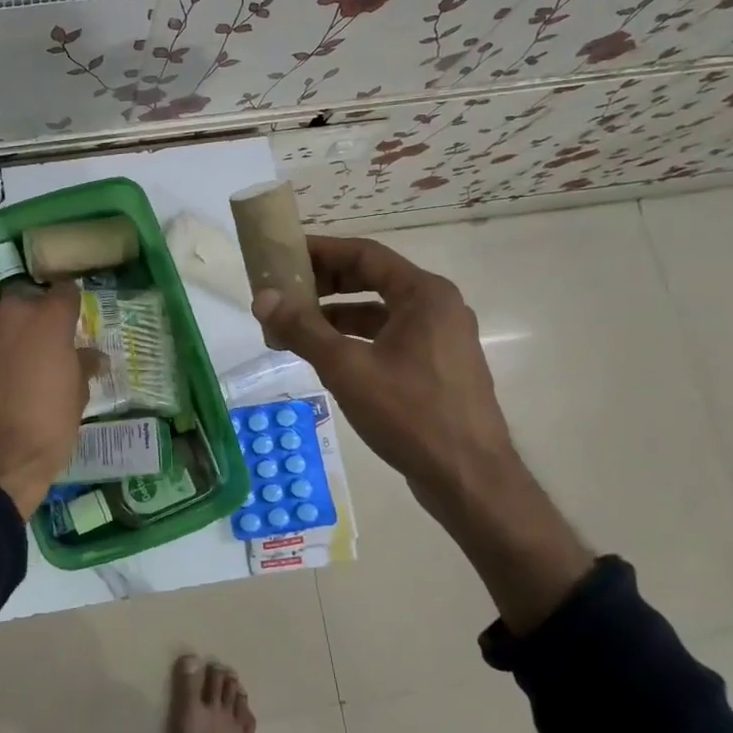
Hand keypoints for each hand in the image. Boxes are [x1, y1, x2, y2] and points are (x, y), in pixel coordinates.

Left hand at [0, 281, 97, 517]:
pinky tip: (10, 380)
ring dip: (19, 335)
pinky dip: (1, 354)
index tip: (79, 316)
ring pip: (7, 322)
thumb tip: (92, 357)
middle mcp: (13, 316)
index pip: (65, 290)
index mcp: (47, 318)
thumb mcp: (78, 394)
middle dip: (41, 315)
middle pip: (30, 300)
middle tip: (55, 341)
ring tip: (31, 363)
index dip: (73, 302)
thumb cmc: (49, 422)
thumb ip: (83, 365)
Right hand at [250, 235, 517, 516]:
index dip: (321, 250)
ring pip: (379, 312)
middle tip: (283, 292)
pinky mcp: (438, 368)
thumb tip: (262, 297)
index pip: (364, 254)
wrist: (471, 482)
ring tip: (293, 327)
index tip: (284, 254)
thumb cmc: (411, 414)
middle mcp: (437, 307)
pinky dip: (355, 339)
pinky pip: (389, 338)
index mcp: (424, 294)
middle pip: (372, 279)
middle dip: (324, 284)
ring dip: (335, 315)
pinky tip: (325, 356)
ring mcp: (441, 339)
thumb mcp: (347, 368)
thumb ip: (302, 328)